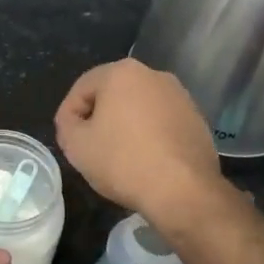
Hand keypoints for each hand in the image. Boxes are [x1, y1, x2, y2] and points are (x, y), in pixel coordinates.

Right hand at [54, 58, 223, 225]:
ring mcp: (181, 96)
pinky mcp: (197, 119)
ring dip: (125, 126)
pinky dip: (149, 136)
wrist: (183, 190)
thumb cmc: (123, 161)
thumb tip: (73, 121)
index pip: (82, 88)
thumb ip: (66, 125)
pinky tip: (146, 161)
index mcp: (122, 73)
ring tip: (118, 156)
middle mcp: (154, 75)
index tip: (67, 139)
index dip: (68, 113)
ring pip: (139, 108)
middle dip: (98, 117)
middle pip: (113, 94)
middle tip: (89, 146)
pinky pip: (162, 122)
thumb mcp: (76, 145)